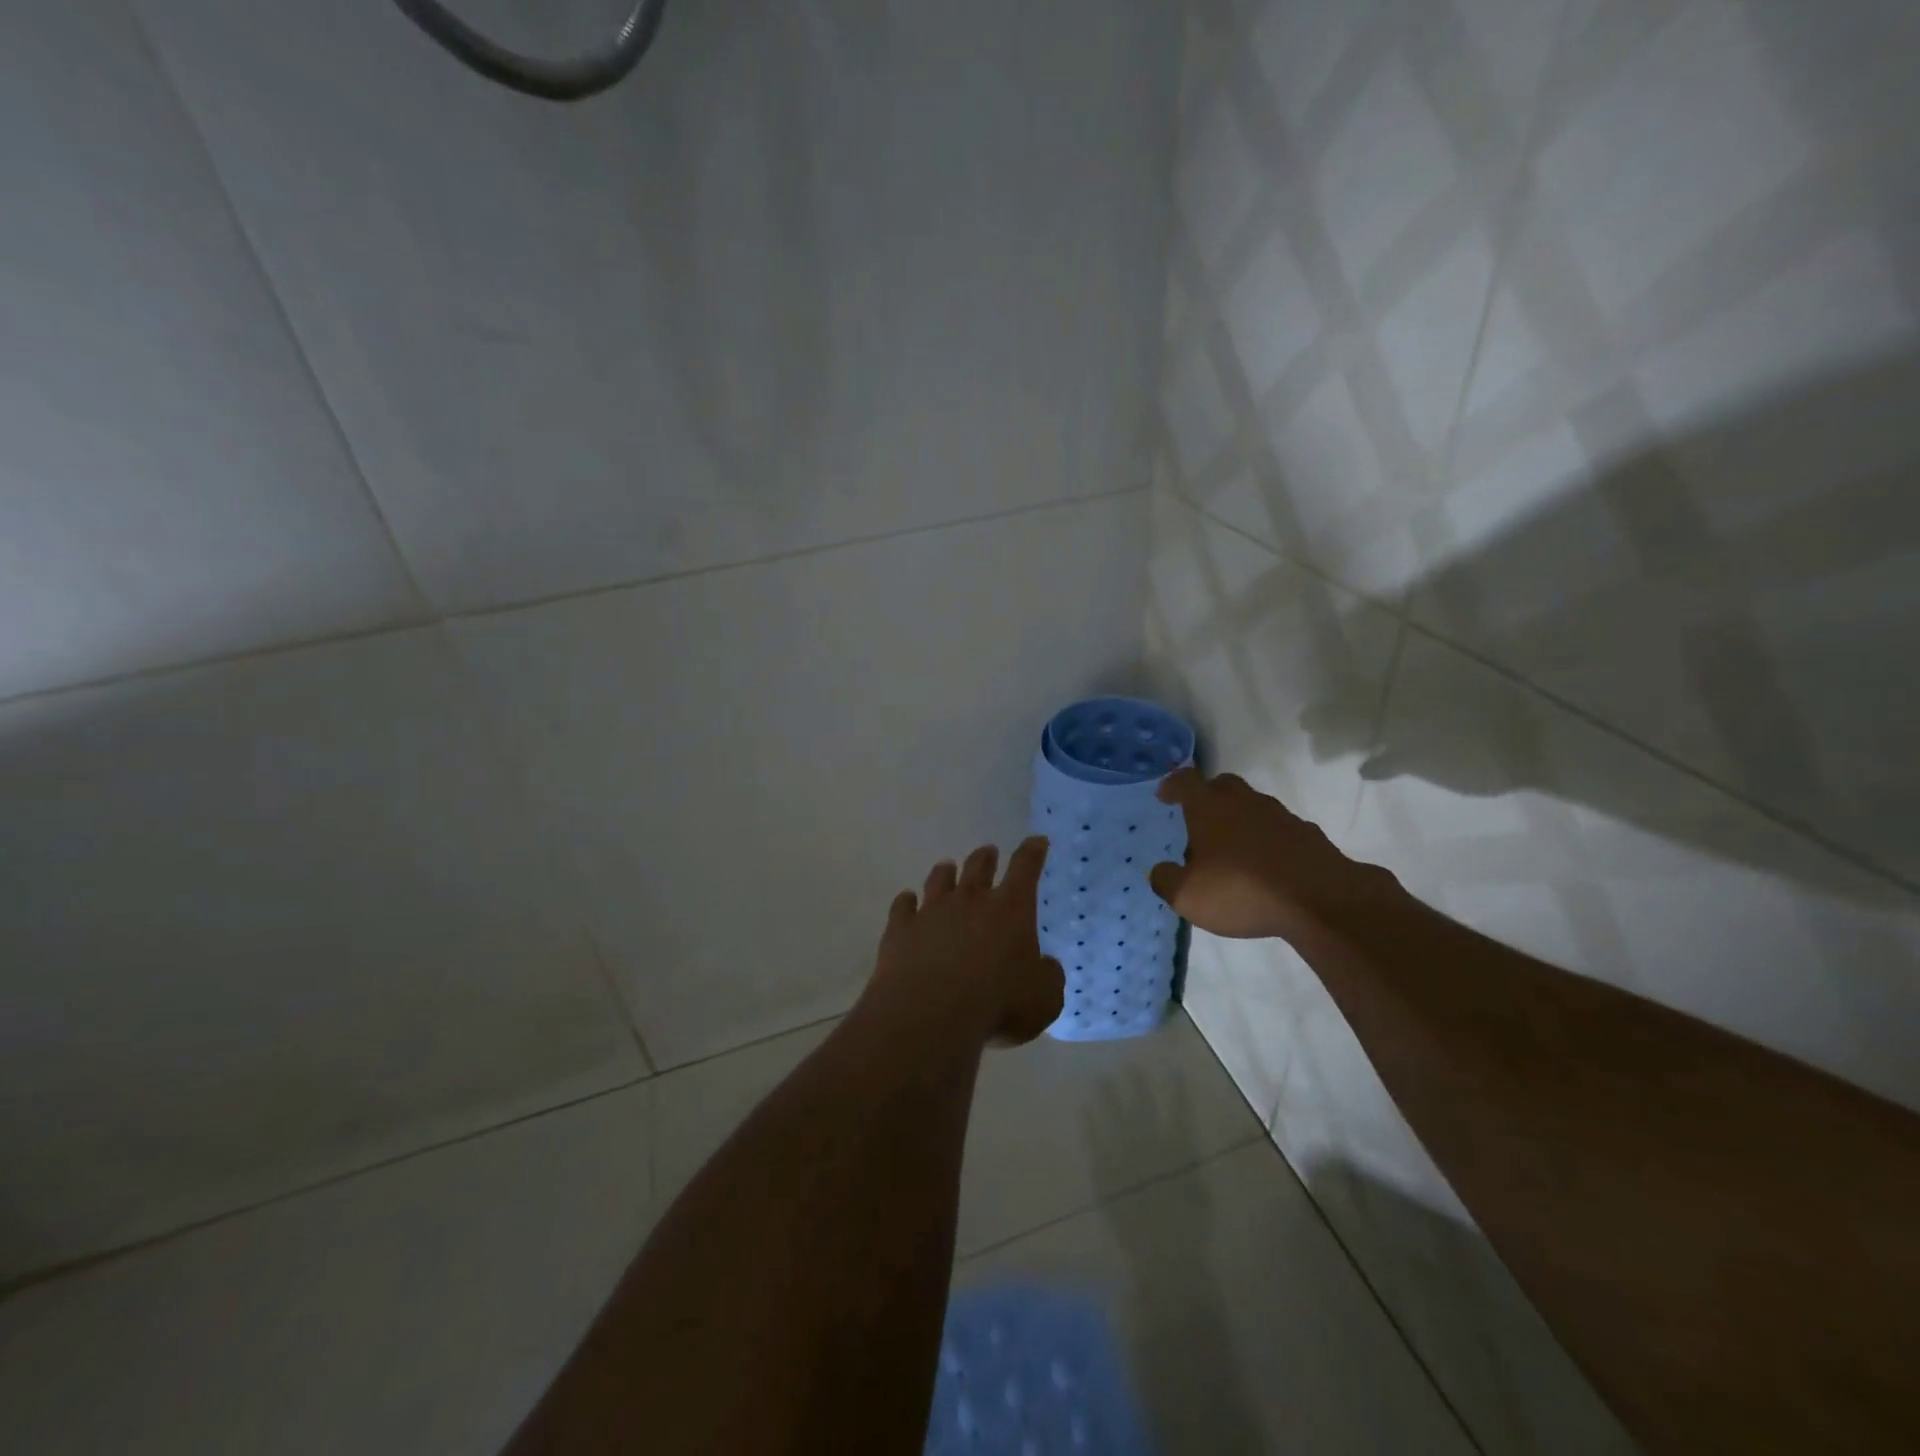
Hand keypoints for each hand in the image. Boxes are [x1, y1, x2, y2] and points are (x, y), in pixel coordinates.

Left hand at [867, 836, 1065, 1046]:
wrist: (930, 1014)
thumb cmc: (998, 1004)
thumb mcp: (1044, 999)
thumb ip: (1048, 977)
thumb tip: (1046, 965)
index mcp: (1010, 909)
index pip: (1026, 868)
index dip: (1033, 852)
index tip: (1037, 840)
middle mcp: (970, 900)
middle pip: (978, 867)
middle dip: (986, 857)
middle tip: (988, 851)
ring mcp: (932, 911)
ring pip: (939, 880)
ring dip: (945, 872)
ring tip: (947, 867)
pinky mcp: (901, 928)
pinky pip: (903, 906)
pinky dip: (906, 902)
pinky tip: (906, 901)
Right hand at [1148, 767, 1396, 942]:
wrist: (1319, 899)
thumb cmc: (1241, 889)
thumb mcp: (1188, 896)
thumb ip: (1166, 880)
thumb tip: (1159, 870)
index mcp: (1209, 807)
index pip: (1185, 781)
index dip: (1172, 785)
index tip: (1165, 795)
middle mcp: (1244, 801)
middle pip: (1222, 785)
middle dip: (1208, 796)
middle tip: (1199, 819)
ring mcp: (1280, 815)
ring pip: (1253, 806)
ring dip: (1239, 820)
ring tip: (1232, 849)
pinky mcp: (1308, 835)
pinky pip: (1279, 830)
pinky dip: (1267, 840)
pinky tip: (1265, 865)